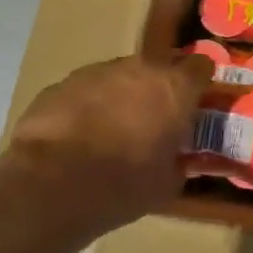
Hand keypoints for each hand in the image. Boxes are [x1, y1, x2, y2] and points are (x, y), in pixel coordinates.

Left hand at [0, 53, 211, 244]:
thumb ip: (182, 161)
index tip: (195, 105)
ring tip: (112, 130)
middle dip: (159, 89)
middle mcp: (141, 68)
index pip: (202, 66)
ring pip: (121, 76)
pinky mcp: (63, 83)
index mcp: (176, 87)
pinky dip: (89, 105)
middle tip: (154, 121)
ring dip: (123, 95)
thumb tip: (183, 159)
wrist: (50, 186)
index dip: (200, 84)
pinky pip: (86, 89)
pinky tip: (78, 136)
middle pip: (159, 67)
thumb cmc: (123, 185)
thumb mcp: (167, 183)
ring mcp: (99, 71)